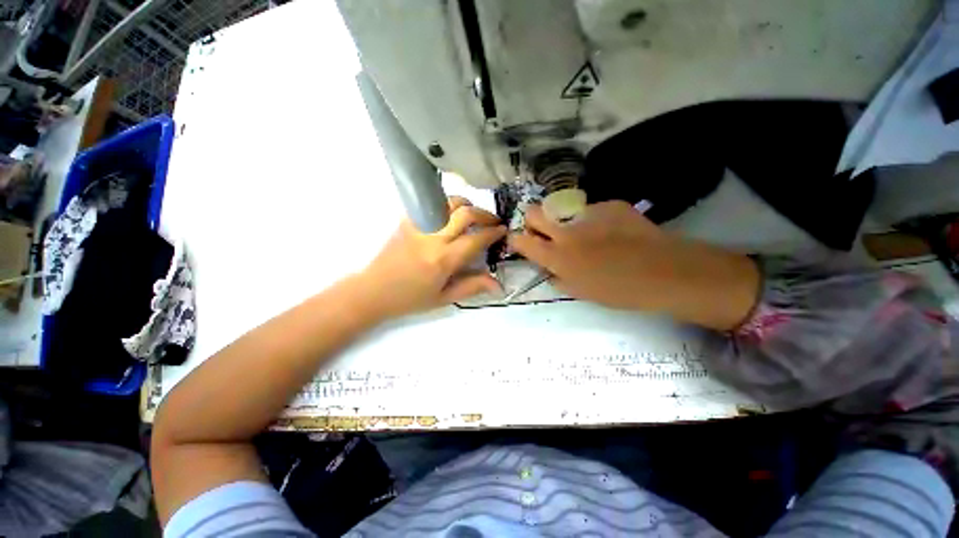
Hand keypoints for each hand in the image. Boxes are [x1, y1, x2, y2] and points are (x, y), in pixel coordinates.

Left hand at [359, 197, 505, 318]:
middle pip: (465, 213)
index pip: (476, 239)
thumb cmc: (410, 299)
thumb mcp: (444, 299)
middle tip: (493, 221)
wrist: (373, 291)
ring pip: (448, 203)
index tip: (503, 231)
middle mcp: (433, 238)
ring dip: (466, 205)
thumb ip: (472, 287)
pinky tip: (451, 216)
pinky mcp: (407, 221)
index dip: (493, 232)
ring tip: (474, 215)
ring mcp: (418, 226)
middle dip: (485, 214)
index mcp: (444, 260)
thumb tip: (498, 283)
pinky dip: (446, 206)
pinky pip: (430, 205)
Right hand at [508, 201, 758, 329]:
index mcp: (556, 256)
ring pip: (563, 209)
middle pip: (533, 212)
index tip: (520, 241)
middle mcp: (565, 231)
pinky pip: (592, 209)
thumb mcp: (580, 292)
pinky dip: (595, 219)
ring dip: (566, 220)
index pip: (521, 240)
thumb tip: (549, 268)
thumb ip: (557, 278)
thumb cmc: (618, 291)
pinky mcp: (609, 204)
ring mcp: (587, 214)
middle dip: (532, 220)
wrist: (664, 272)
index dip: (516, 239)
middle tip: (544, 230)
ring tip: (588, 233)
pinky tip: (612, 231)